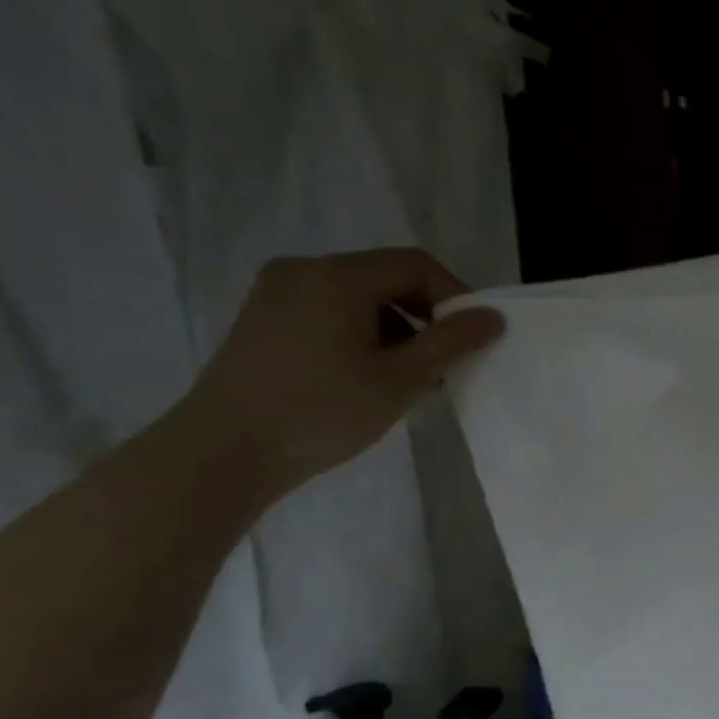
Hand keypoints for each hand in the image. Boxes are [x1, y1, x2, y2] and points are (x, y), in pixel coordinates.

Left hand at [178, 249, 503, 501]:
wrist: (224, 452)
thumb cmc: (321, 412)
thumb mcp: (400, 379)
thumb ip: (451, 343)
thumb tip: (494, 317)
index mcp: (337, 276)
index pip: (415, 265)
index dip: (455, 297)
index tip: (474, 338)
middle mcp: (303, 271)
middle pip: (386, 278)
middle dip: (425, 316)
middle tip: (445, 362)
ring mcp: (277, 294)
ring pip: (358, 298)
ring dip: (396, 329)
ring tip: (410, 378)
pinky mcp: (263, 321)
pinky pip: (329, 313)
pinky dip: (362, 335)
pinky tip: (369, 377)